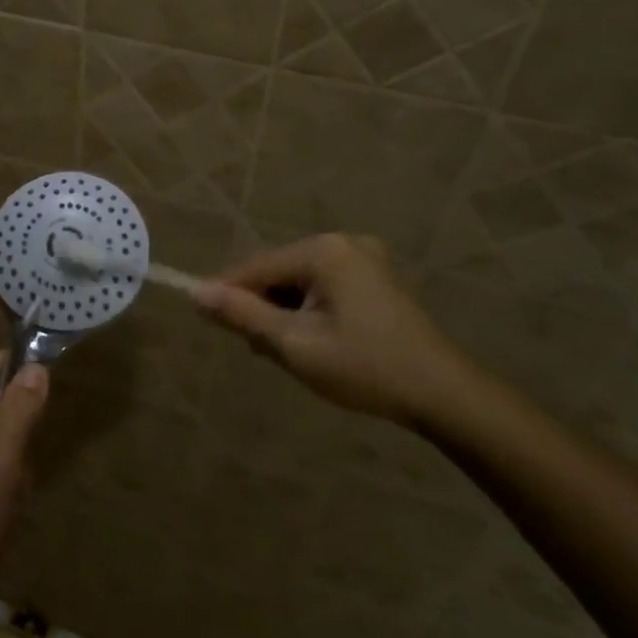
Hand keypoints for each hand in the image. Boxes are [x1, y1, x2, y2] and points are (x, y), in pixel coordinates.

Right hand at [193, 234, 475, 426]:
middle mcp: (342, 243)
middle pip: (276, 272)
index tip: (207, 322)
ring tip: (293, 353)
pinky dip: (308, 311)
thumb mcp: (294, 344)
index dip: (227, 294)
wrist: (442, 394)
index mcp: (323, 251)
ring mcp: (363, 258)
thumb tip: (196, 293)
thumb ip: (243, 314)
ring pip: (297, 282)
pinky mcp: (374, 278)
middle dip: (263, 308)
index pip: (255, 267)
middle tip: (265, 351)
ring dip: (285, 313)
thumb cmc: (364, 368)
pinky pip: (321, 287)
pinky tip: (317, 342)